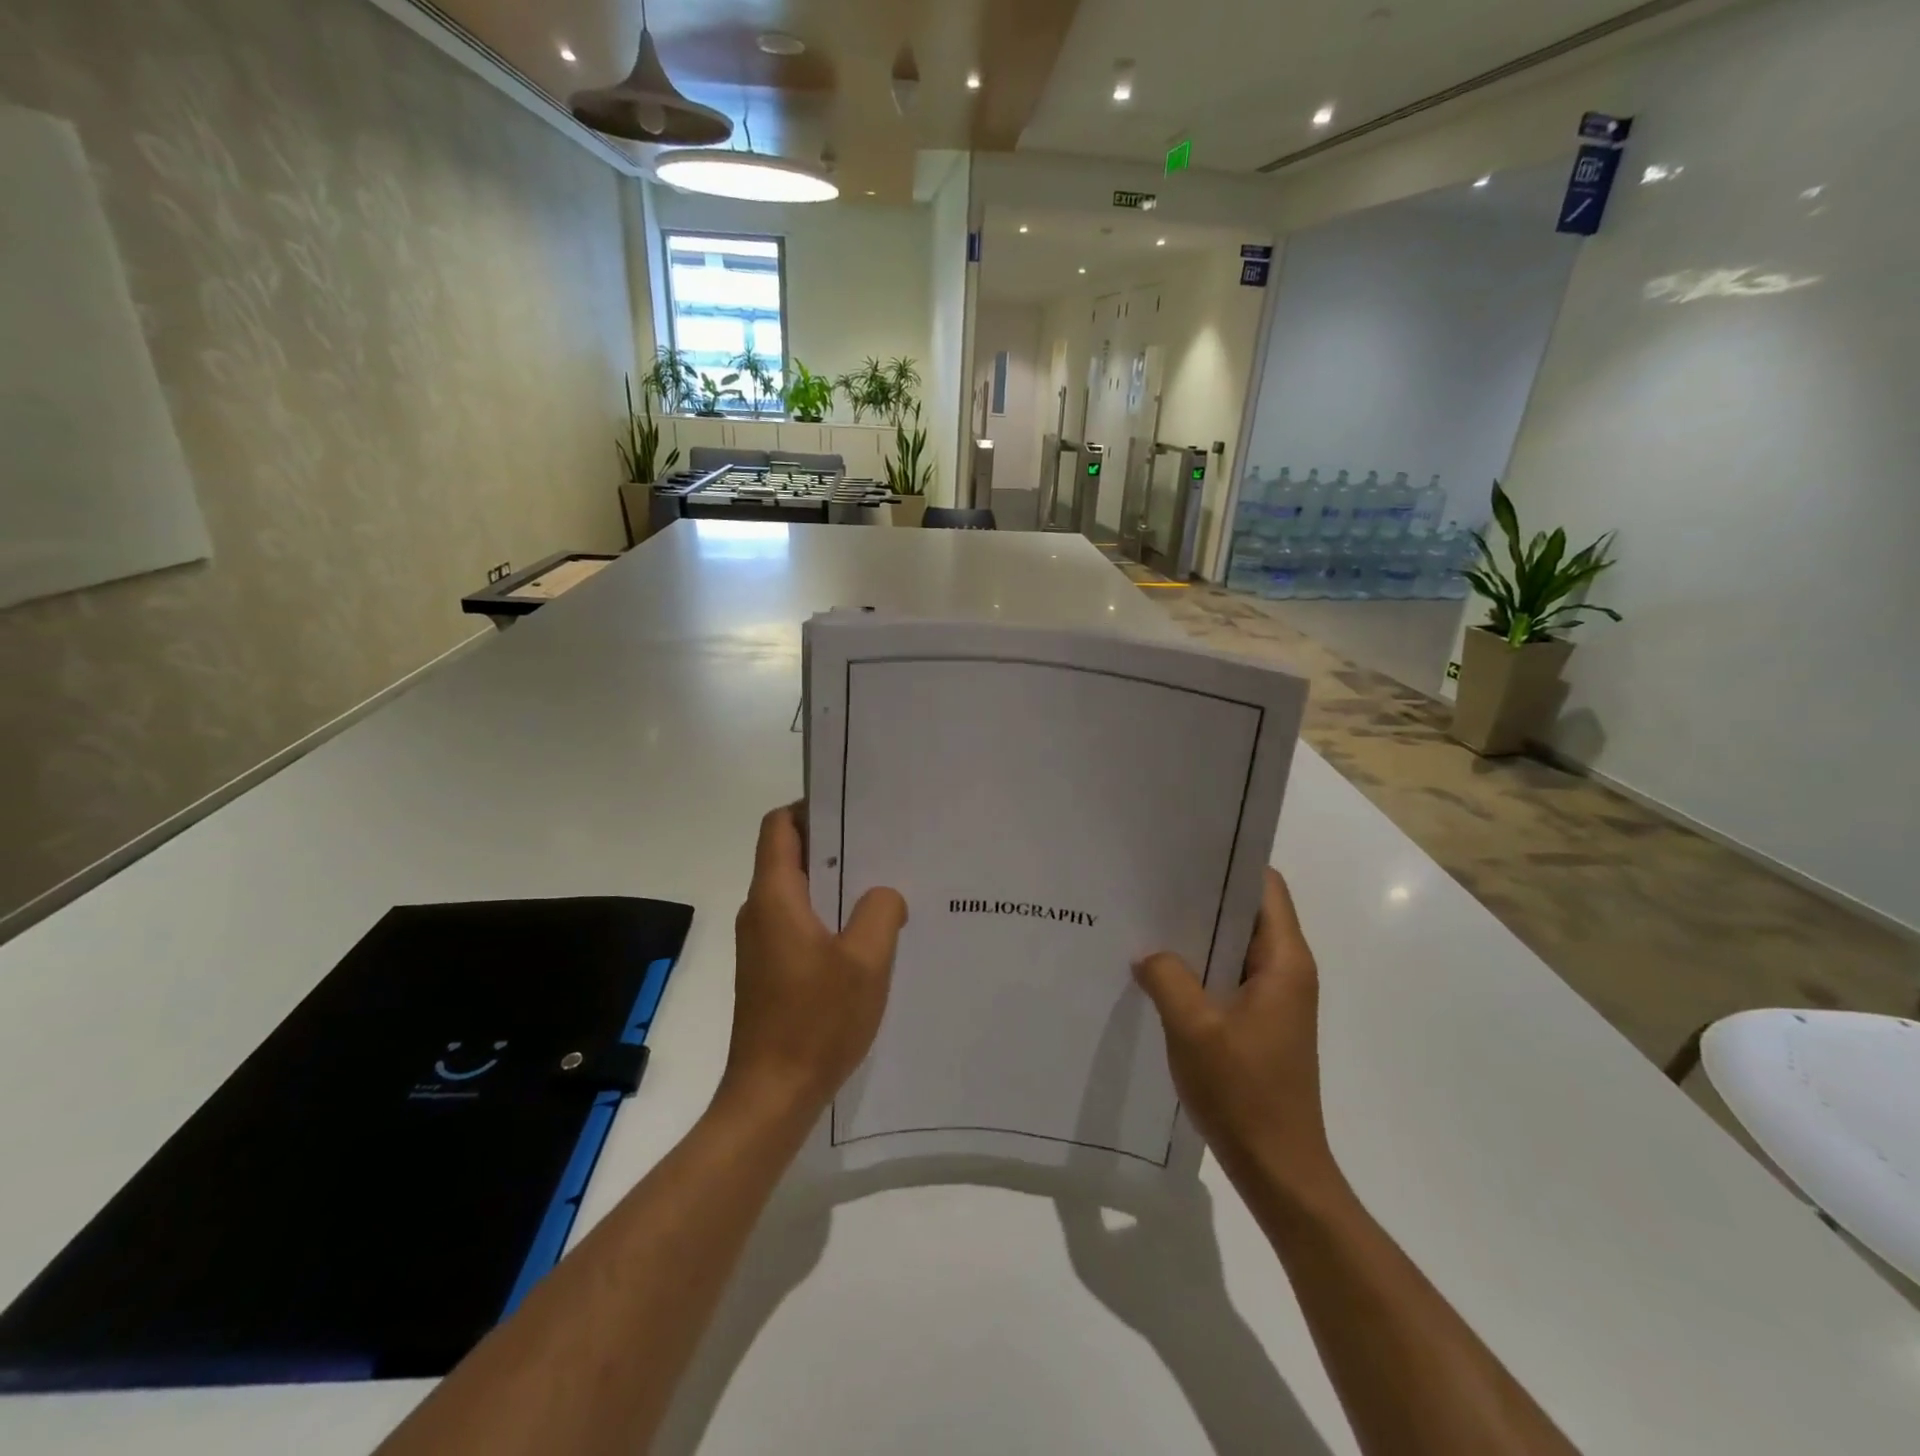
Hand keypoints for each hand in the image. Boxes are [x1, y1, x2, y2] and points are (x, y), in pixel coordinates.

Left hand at [724, 805, 907, 1118]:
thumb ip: (880, 912)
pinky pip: (798, 923)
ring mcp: (761, 943)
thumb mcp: (866, 961)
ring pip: (797, 892)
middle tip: (882, 841)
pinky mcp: (769, 970)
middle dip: (832, 843)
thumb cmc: (816, 1021)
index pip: (779, 827)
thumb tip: (884, 895)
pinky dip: (828, 915)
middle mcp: (760, 912)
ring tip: (883, 884)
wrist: (772, 1096)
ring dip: (834, 883)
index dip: (809, 808)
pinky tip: (866, 934)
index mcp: (774, 897)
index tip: (851, 808)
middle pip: (789, 856)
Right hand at [1134, 869, 1337, 1195]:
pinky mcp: (1260, 1023)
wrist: (1278, 1170)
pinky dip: (1199, 967)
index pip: (1266, 888)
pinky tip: (1159, 970)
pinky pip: (1228, 977)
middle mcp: (1286, 972)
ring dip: (1198, 935)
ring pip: (1235, 947)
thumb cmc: (1244, 1092)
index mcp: (1284, 961)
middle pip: (1248, 913)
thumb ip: (1166, 977)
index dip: (1230, 864)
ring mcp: (1275, 1000)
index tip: (1185, 853)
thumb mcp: (1193, 1027)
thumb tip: (1148, 953)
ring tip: (1148, 920)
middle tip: (1152, 882)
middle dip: (1204, 896)